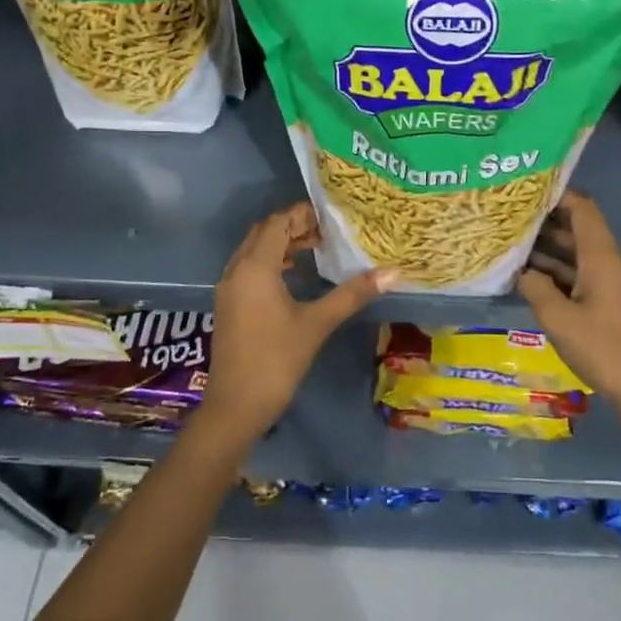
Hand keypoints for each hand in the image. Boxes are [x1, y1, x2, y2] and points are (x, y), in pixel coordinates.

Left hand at [203, 203, 394, 439]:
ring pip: (253, 250)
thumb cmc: (276, 360)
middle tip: (326, 233)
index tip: (331, 217)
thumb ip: (352, 294)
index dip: (302, 214)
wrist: (236, 405)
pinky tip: (293, 277)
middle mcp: (236, 270)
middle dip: (292, 226)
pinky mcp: (228, 305)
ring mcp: (228, 288)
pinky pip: (248, 268)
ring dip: (280, 244)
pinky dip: (269, 262)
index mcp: (255, 267)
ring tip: (314, 250)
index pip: (277, 223)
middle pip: (263, 232)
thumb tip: (393, 273)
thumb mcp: (317, 324)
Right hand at [517, 192, 620, 445]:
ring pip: (574, 256)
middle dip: (545, 222)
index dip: (559, 195)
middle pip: (576, 231)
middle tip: (508, 216)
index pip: (583, 211)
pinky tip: (527, 277)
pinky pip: (576, 277)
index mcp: (601, 259)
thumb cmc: (603, 349)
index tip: (528, 188)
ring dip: (546, 249)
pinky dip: (553, 273)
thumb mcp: (559, 319)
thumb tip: (520, 271)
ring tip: (510, 243)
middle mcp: (607, 265)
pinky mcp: (604, 305)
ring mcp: (607, 285)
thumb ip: (536, 288)